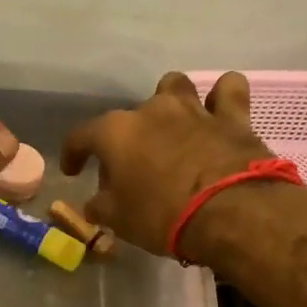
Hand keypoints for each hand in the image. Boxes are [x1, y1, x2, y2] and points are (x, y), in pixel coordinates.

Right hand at [61, 71, 306, 262]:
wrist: (232, 214)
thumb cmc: (162, 216)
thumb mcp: (119, 220)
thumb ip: (101, 206)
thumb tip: (94, 204)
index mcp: (115, 132)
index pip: (81, 136)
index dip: (73, 153)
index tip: (73, 171)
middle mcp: (151, 110)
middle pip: (130, 116)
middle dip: (127, 137)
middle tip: (132, 166)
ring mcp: (193, 109)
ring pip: (175, 86)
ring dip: (169, 102)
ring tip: (171, 126)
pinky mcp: (232, 116)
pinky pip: (227, 90)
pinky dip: (222, 97)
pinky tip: (218, 110)